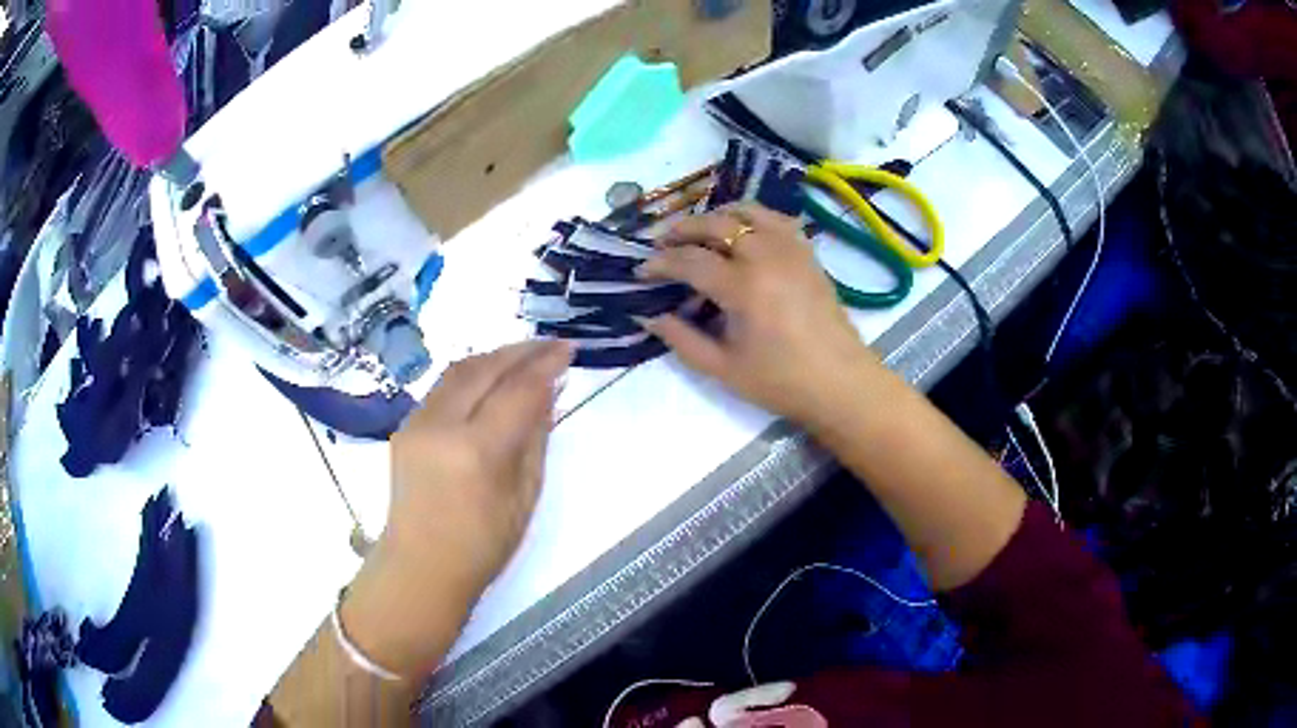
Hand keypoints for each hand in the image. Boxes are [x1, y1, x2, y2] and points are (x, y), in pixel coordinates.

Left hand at [341, 340, 571, 676]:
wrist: (420, 566)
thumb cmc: (482, 546)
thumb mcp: (525, 497)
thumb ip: (535, 439)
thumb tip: (546, 393)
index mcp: (477, 452)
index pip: (518, 391)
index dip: (546, 365)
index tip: (569, 349)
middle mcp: (441, 426)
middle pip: (485, 368)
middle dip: (521, 350)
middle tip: (551, 344)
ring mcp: (417, 422)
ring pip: (459, 370)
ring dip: (494, 357)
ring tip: (524, 355)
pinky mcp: (404, 425)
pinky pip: (442, 387)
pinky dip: (471, 374)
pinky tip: (490, 378)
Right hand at [637, 203, 878, 427]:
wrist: (840, 382)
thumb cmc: (781, 382)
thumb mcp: (723, 369)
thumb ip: (682, 339)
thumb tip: (649, 317)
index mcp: (743, 287)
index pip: (689, 261)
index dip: (659, 263)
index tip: (641, 272)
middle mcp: (766, 256)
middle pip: (715, 224)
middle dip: (682, 230)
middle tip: (662, 244)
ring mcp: (791, 249)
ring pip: (746, 211)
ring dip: (716, 216)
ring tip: (698, 233)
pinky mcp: (807, 252)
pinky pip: (775, 219)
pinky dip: (751, 217)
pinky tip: (742, 233)